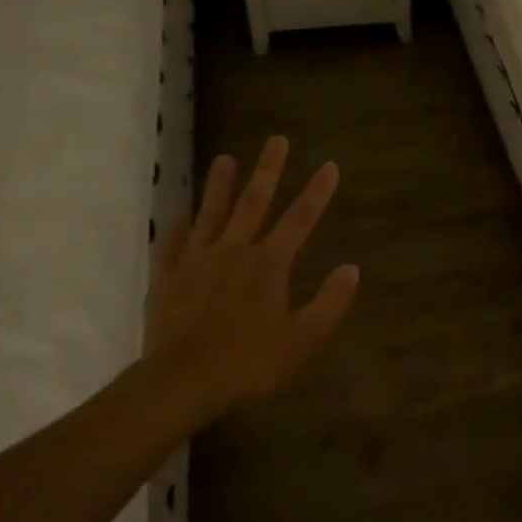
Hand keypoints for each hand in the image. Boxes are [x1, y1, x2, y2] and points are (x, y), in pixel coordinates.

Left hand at [145, 135, 358, 421]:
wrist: (182, 381)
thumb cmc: (249, 362)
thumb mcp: (302, 339)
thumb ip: (329, 303)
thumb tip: (352, 268)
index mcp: (269, 263)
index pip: (300, 219)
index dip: (317, 192)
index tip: (330, 166)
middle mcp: (234, 250)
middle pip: (254, 202)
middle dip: (269, 169)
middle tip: (276, 140)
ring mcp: (197, 259)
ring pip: (211, 213)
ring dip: (220, 185)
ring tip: (225, 159)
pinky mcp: (169, 275)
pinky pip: (174, 242)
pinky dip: (179, 225)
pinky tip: (180, 214)